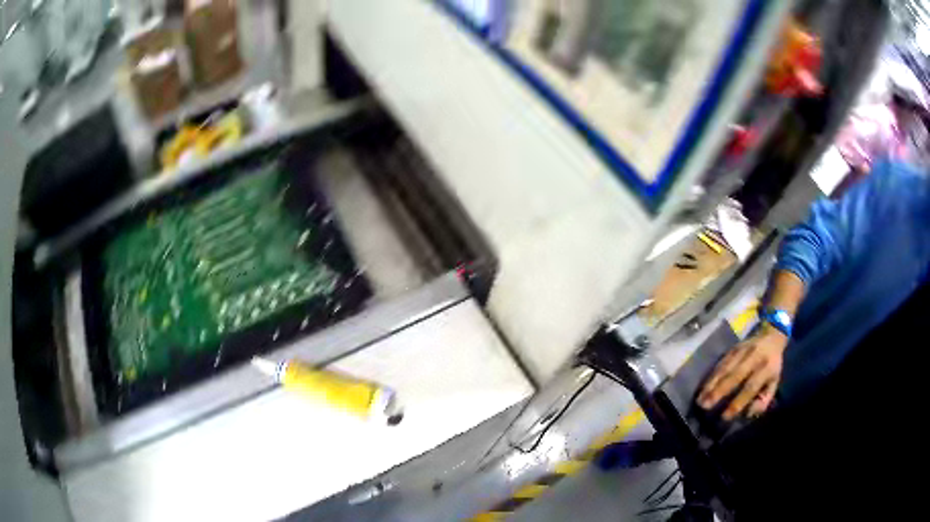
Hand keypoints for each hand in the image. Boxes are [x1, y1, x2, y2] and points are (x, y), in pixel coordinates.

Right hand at [698, 324, 787, 419]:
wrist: (772, 336)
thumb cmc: (772, 365)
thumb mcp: (774, 383)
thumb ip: (763, 399)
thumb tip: (747, 413)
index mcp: (767, 368)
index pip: (751, 387)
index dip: (738, 402)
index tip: (725, 416)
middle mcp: (754, 357)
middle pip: (735, 375)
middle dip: (719, 391)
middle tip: (705, 405)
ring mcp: (742, 350)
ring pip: (725, 368)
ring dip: (711, 384)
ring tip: (700, 399)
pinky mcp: (733, 348)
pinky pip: (720, 363)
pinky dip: (711, 376)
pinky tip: (703, 387)